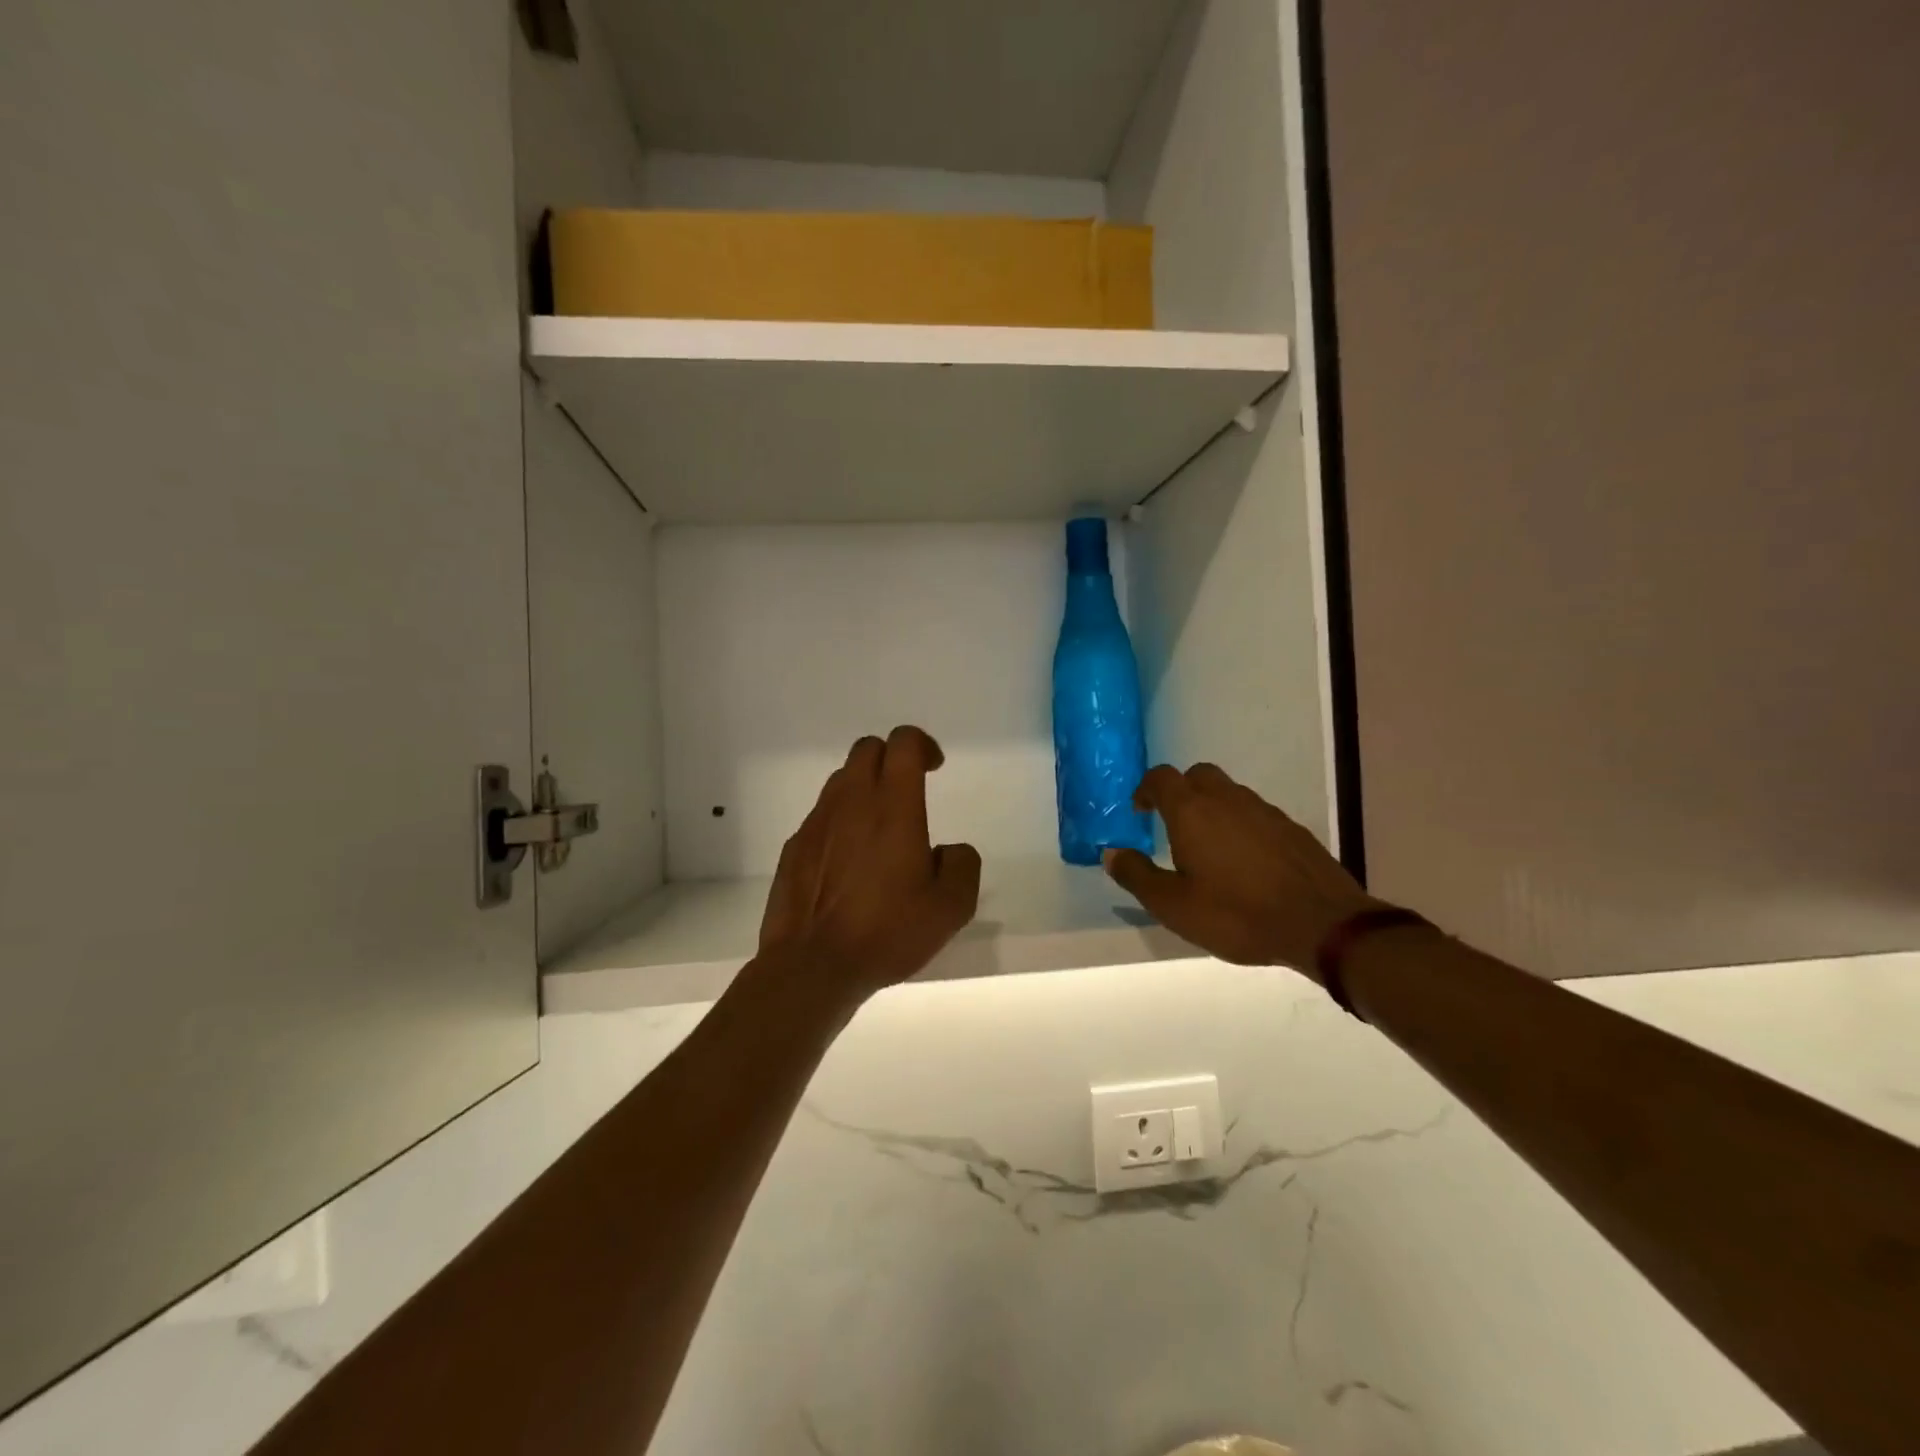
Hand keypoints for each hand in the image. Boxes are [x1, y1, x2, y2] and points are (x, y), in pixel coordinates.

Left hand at [757, 725, 981, 1002]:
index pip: (903, 742)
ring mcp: (817, 822)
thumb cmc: (887, 932)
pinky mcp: (795, 846)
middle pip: (867, 749)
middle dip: (891, 758)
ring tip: (880, 827)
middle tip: (909, 790)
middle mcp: (851, 801)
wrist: (812, 966)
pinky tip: (850, 860)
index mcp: (893, 805)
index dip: (922, 745)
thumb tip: (948, 850)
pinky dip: (841, 820)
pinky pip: (822, 815)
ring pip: (841, 780)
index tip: (934, 767)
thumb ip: (961, 864)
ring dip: (864, 787)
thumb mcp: (950, 907)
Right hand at [1103, 763, 1385, 977]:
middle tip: (1172, 824)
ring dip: (1212, 808)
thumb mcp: (1173, 905)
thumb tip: (1111, 853)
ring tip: (1207, 846)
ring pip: (1229, 793)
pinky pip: (1255, 814)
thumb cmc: (1236, 914)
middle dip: (1180, 791)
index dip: (1146, 789)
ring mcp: (1264, 810)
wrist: (1321, 924)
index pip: (1161, 778)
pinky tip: (1244, 861)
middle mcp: (1227, 799)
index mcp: (1192, 811)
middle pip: (1198, 775)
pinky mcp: (1291, 828)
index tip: (1140, 811)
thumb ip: (1137, 875)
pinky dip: (1241, 825)